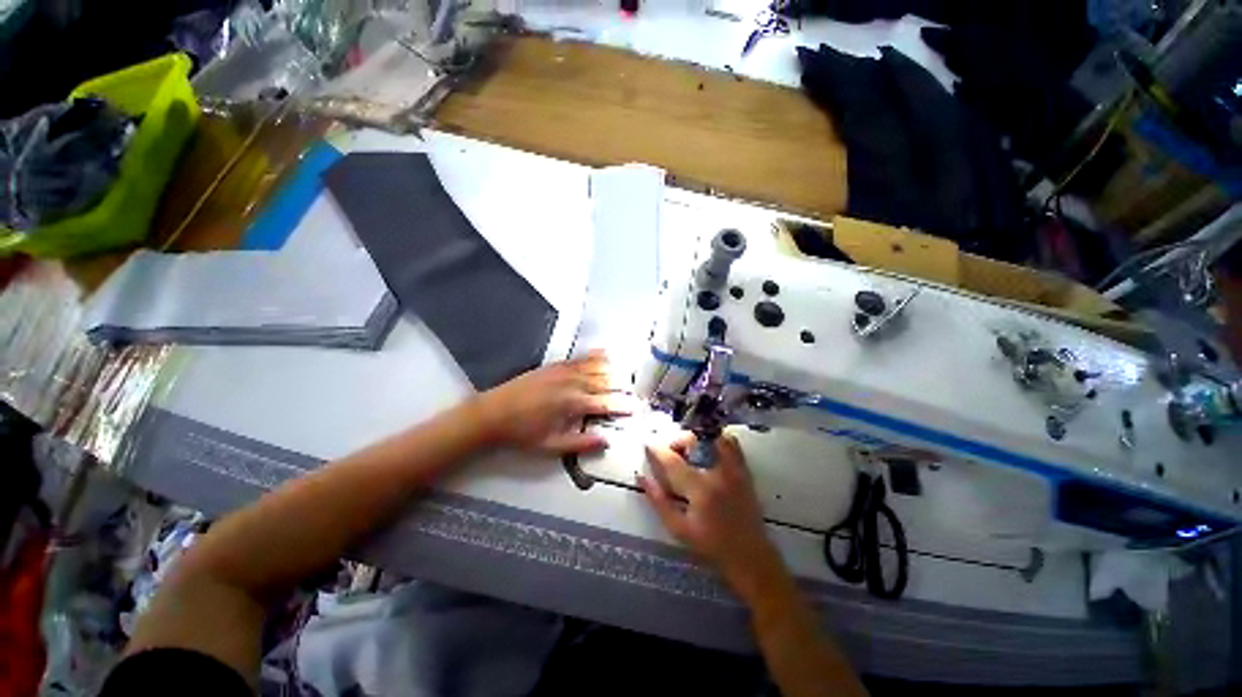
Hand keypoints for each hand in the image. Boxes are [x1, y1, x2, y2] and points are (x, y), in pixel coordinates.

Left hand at [470, 351, 634, 454]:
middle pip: (605, 383)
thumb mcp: (551, 446)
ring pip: (596, 368)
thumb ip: (580, 444)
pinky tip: (605, 354)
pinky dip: (596, 356)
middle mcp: (572, 383)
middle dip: (622, 388)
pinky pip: (580, 358)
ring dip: (613, 371)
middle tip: (634, 394)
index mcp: (572, 404)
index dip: (622, 406)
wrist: (493, 413)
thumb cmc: (522, 433)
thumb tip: (605, 441)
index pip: (605, 404)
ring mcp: (564, 371)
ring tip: (626, 376)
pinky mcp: (555, 365)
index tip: (635, 408)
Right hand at [640, 433, 783, 598]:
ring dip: (697, 438)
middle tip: (671, 452)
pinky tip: (709, 450)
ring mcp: (734, 470)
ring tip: (690, 451)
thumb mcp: (678, 529)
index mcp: (699, 490)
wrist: (749, 556)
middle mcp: (718, 474)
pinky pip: (732, 444)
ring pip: (714, 437)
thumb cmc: (710, 545)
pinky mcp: (744, 471)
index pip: (672, 462)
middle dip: (678, 441)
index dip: (657, 450)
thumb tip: (641, 477)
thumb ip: (658, 501)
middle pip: (694, 441)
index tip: (648, 445)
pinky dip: (717, 440)